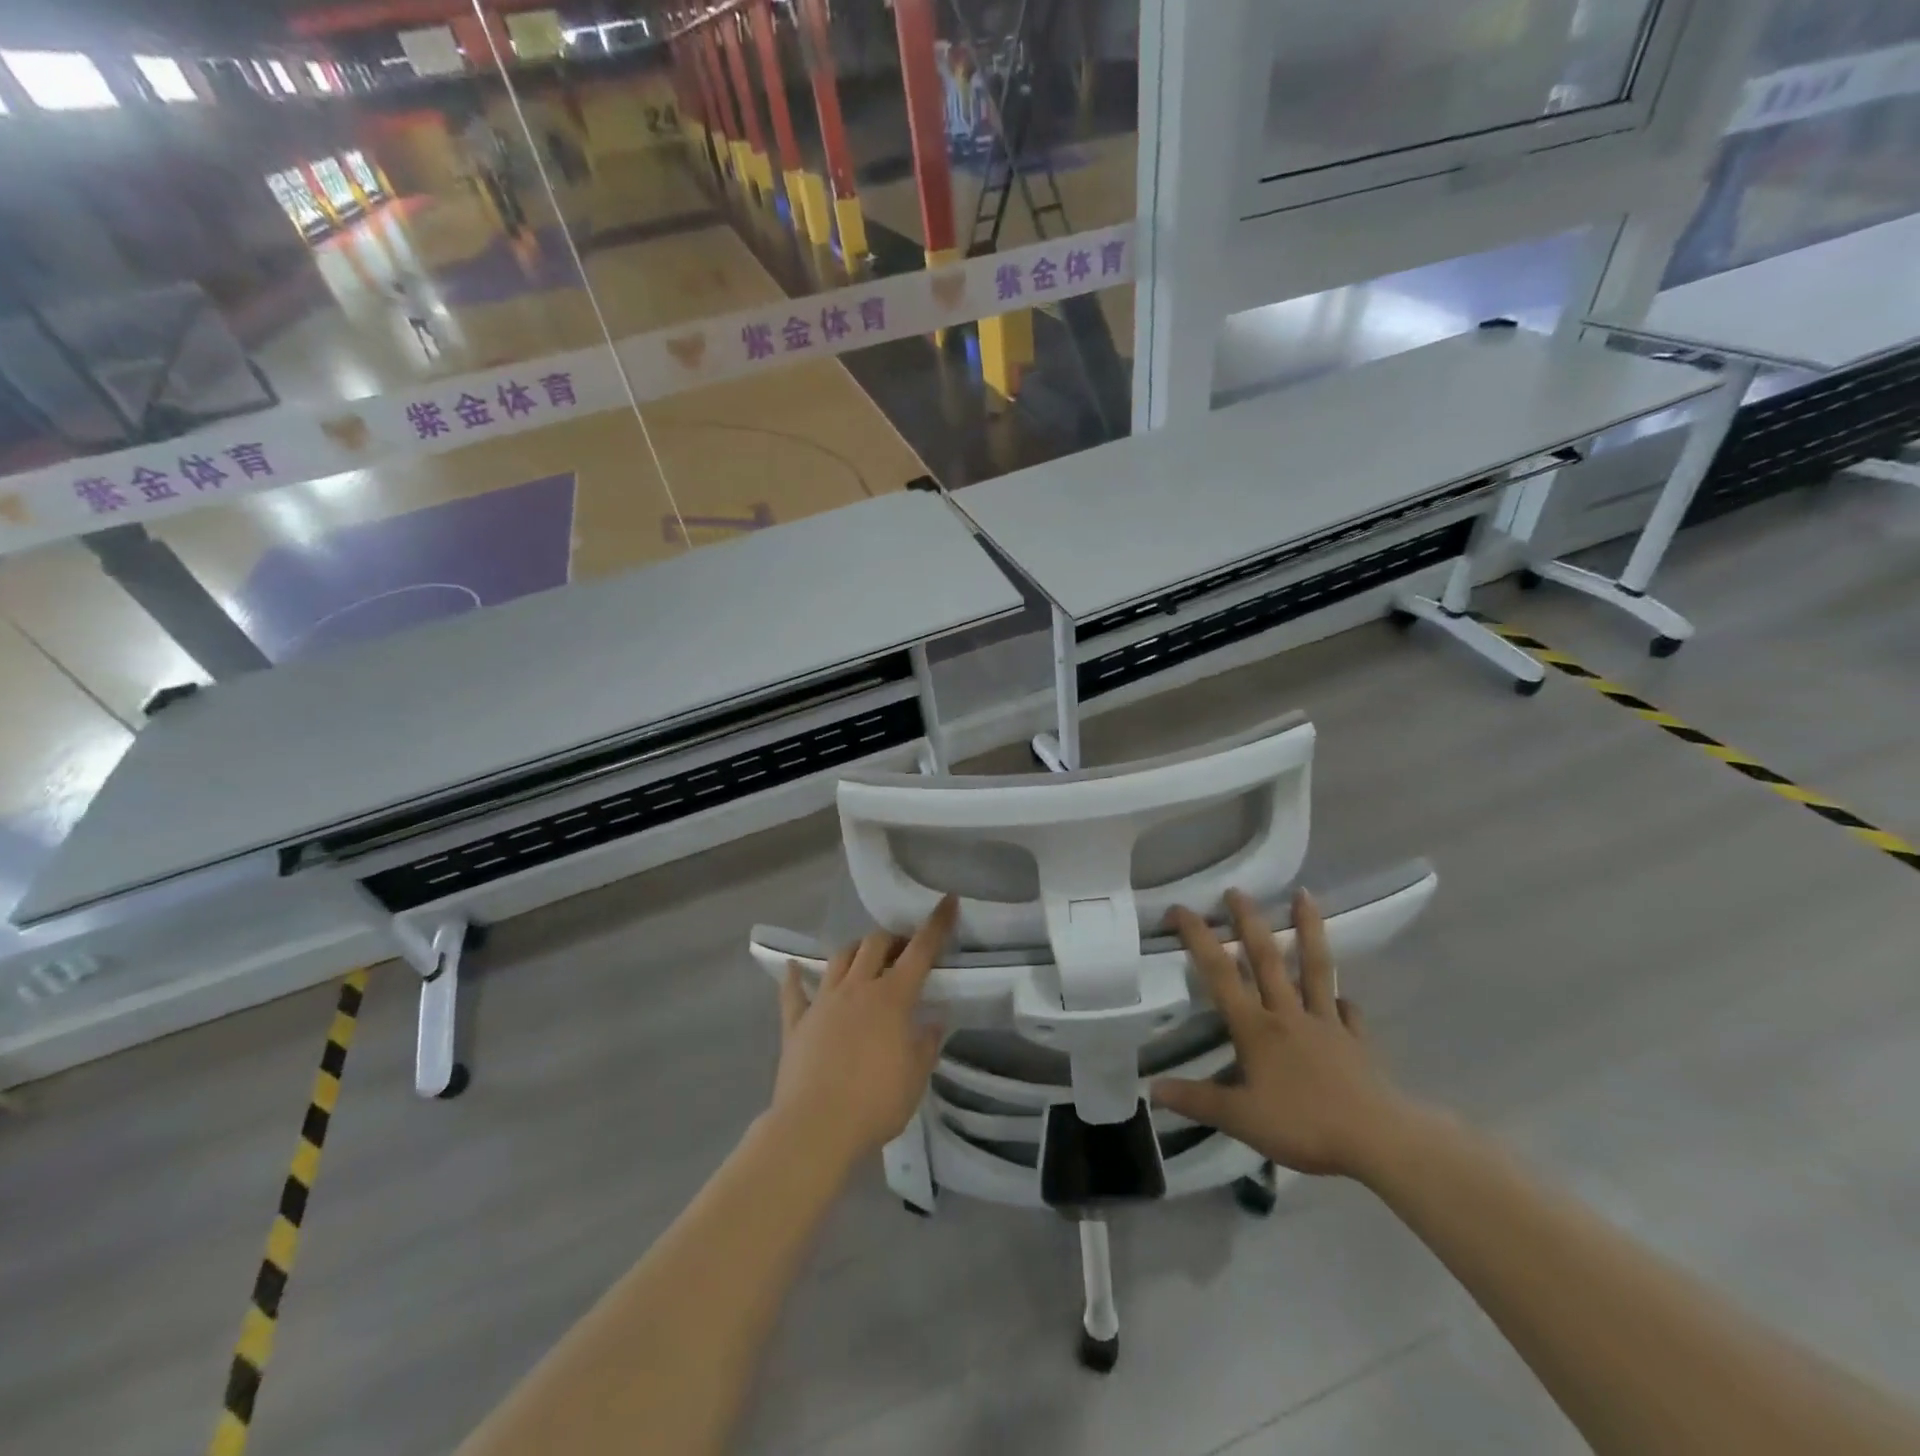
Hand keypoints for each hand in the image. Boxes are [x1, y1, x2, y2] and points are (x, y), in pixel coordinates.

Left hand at [769, 897, 956, 1170]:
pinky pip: (793, 992)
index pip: (920, 951)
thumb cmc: (876, 1102)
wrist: (815, 1127)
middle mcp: (858, 988)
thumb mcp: (916, 1077)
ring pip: (839, 958)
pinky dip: (795, 977)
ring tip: (864, 958)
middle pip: (875, 944)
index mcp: (893, 998)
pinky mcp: (796, 1022)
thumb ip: (927, 1044)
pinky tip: (794, 968)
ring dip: (855, 951)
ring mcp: (823, 1001)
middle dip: (892, 938)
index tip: (947, 901)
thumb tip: (934, 1021)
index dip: (936, 925)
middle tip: (902, 949)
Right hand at [1152, 889, 1414, 1179]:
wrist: (1378, 1141)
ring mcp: (1326, 1023)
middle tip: (1236, 890)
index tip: (1180, 909)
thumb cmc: (1303, 1126)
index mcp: (1255, 1027)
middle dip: (1249, 921)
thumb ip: (1196, 1100)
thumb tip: (1152, 1088)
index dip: (1198, 937)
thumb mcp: (1239, 1119)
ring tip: (1304, 895)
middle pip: (1266, 958)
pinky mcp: (1356, 1041)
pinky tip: (1344, 999)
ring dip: (1308, 930)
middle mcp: (1288, 1014)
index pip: (1220, 972)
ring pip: (1314, 968)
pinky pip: (1348, 1013)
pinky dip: (1344, 1002)